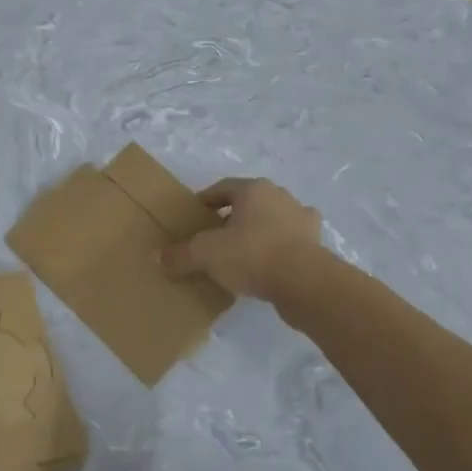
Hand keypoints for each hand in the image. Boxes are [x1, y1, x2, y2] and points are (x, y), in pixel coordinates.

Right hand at [162, 177, 321, 299]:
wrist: (305, 282)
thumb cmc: (252, 254)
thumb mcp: (206, 254)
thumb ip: (180, 255)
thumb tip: (155, 259)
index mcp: (254, 189)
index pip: (223, 188)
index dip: (205, 201)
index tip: (193, 216)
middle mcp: (281, 197)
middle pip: (249, 203)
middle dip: (231, 218)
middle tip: (213, 238)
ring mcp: (302, 220)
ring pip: (271, 222)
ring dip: (256, 233)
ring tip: (239, 255)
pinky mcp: (316, 245)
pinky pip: (288, 243)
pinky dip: (276, 251)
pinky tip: (266, 269)